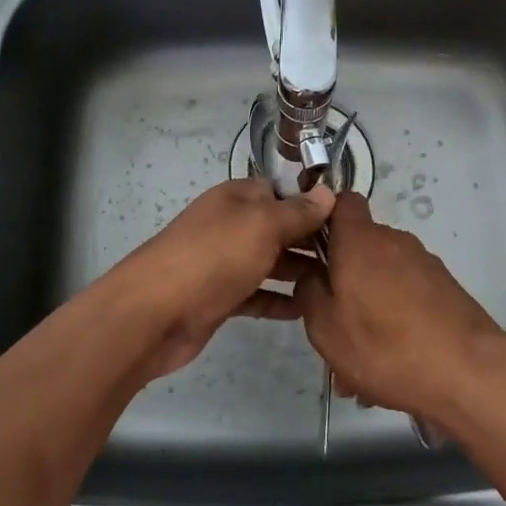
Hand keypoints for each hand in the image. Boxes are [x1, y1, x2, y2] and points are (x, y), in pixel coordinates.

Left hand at [100, 178, 333, 380]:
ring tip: (337, 284)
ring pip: (269, 262)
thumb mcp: (261, 226)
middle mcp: (231, 225)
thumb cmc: (212, 257)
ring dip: (299, 271)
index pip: (281, 191)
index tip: (348, 220)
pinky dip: (279, 301)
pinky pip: (257, 295)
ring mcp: (224, 263)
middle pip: (278, 227)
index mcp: (237, 198)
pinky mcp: (220, 298)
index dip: (312, 203)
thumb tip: (328, 194)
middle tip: (351, 258)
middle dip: (311, 239)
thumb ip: (296, 212)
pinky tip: (306, 310)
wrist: (153, 313)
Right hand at [293, 193, 505, 428]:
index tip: (310, 252)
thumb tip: (312, 275)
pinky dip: (394, 323)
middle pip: (359, 250)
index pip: (341, 201)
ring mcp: (424, 264)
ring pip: (381, 281)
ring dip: (367, 312)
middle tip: (331, 329)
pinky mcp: (446, 289)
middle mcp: (394, 241)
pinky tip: (391, 367)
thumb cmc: (384, 345)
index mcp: (360, 240)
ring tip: (359, 366)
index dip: (323, 220)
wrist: (468, 373)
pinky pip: (406, 299)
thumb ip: (309, 292)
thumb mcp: (325, 327)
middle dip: (342, 284)